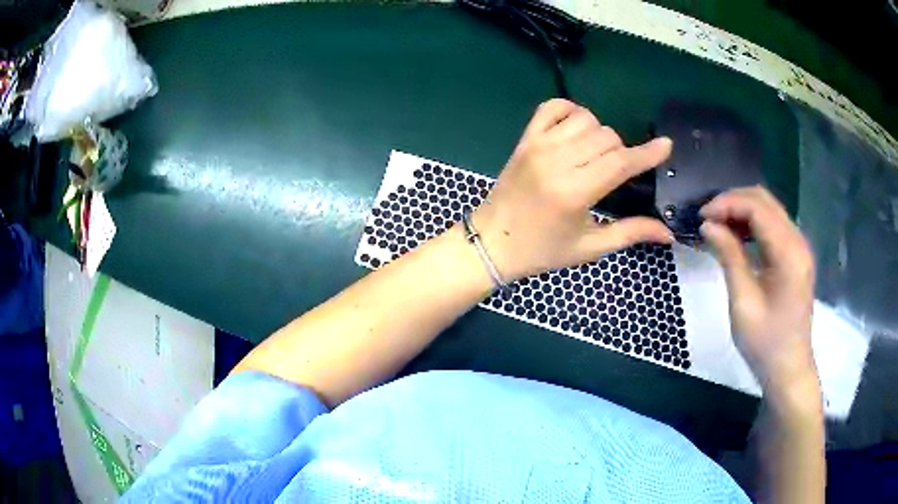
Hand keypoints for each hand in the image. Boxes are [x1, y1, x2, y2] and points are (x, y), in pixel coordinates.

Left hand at [472, 99, 673, 280]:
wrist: (491, 242)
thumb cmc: (542, 250)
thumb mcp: (589, 248)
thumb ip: (630, 233)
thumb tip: (668, 233)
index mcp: (574, 192)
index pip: (620, 162)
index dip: (647, 153)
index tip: (666, 145)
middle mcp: (557, 161)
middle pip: (607, 137)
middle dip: (621, 151)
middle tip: (616, 172)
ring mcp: (538, 145)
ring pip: (585, 118)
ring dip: (599, 132)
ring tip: (595, 154)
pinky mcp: (525, 139)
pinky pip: (552, 107)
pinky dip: (570, 111)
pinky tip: (575, 130)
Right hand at [699, 187, 818, 397]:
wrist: (788, 368)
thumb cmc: (765, 342)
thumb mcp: (743, 302)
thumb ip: (729, 257)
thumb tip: (708, 225)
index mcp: (788, 252)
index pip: (757, 207)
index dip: (727, 204)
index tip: (701, 217)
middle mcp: (797, 241)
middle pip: (764, 200)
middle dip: (733, 202)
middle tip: (707, 219)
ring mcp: (799, 247)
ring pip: (768, 209)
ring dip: (741, 211)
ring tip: (717, 227)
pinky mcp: (795, 255)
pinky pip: (772, 225)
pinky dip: (752, 224)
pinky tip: (736, 237)